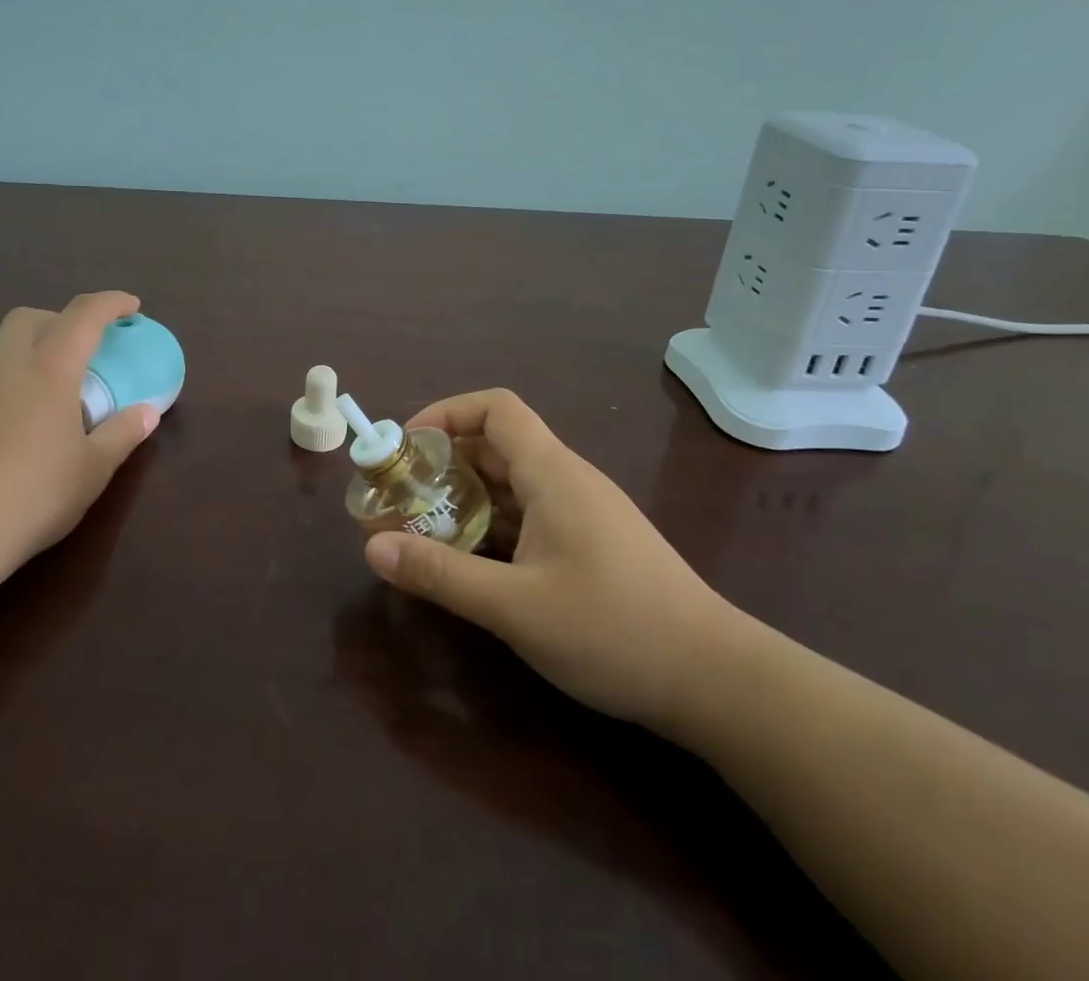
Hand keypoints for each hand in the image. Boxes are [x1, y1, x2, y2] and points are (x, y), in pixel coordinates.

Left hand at [0, 292, 158, 595]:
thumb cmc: (32, 496)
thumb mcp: (92, 471)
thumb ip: (122, 435)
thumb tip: (147, 413)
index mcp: (48, 371)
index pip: (83, 315)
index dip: (111, 303)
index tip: (132, 306)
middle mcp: (5, 371)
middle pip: (28, 318)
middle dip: (60, 319)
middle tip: (85, 348)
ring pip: (2, 353)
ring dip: (33, 356)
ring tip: (57, 400)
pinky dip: (10, 391)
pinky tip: (20, 436)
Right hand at [362, 389, 745, 736]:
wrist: (716, 680)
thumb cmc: (614, 629)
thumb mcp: (515, 606)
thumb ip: (442, 574)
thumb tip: (372, 548)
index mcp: (552, 473)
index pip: (495, 408)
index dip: (446, 413)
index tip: (407, 447)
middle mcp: (567, 480)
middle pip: (497, 445)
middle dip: (445, 463)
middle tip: (402, 496)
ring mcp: (584, 513)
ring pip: (513, 485)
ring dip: (467, 498)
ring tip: (425, 530)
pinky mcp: (593, 544)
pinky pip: (531, 516)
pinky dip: (494, 526)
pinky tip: (473, 563)